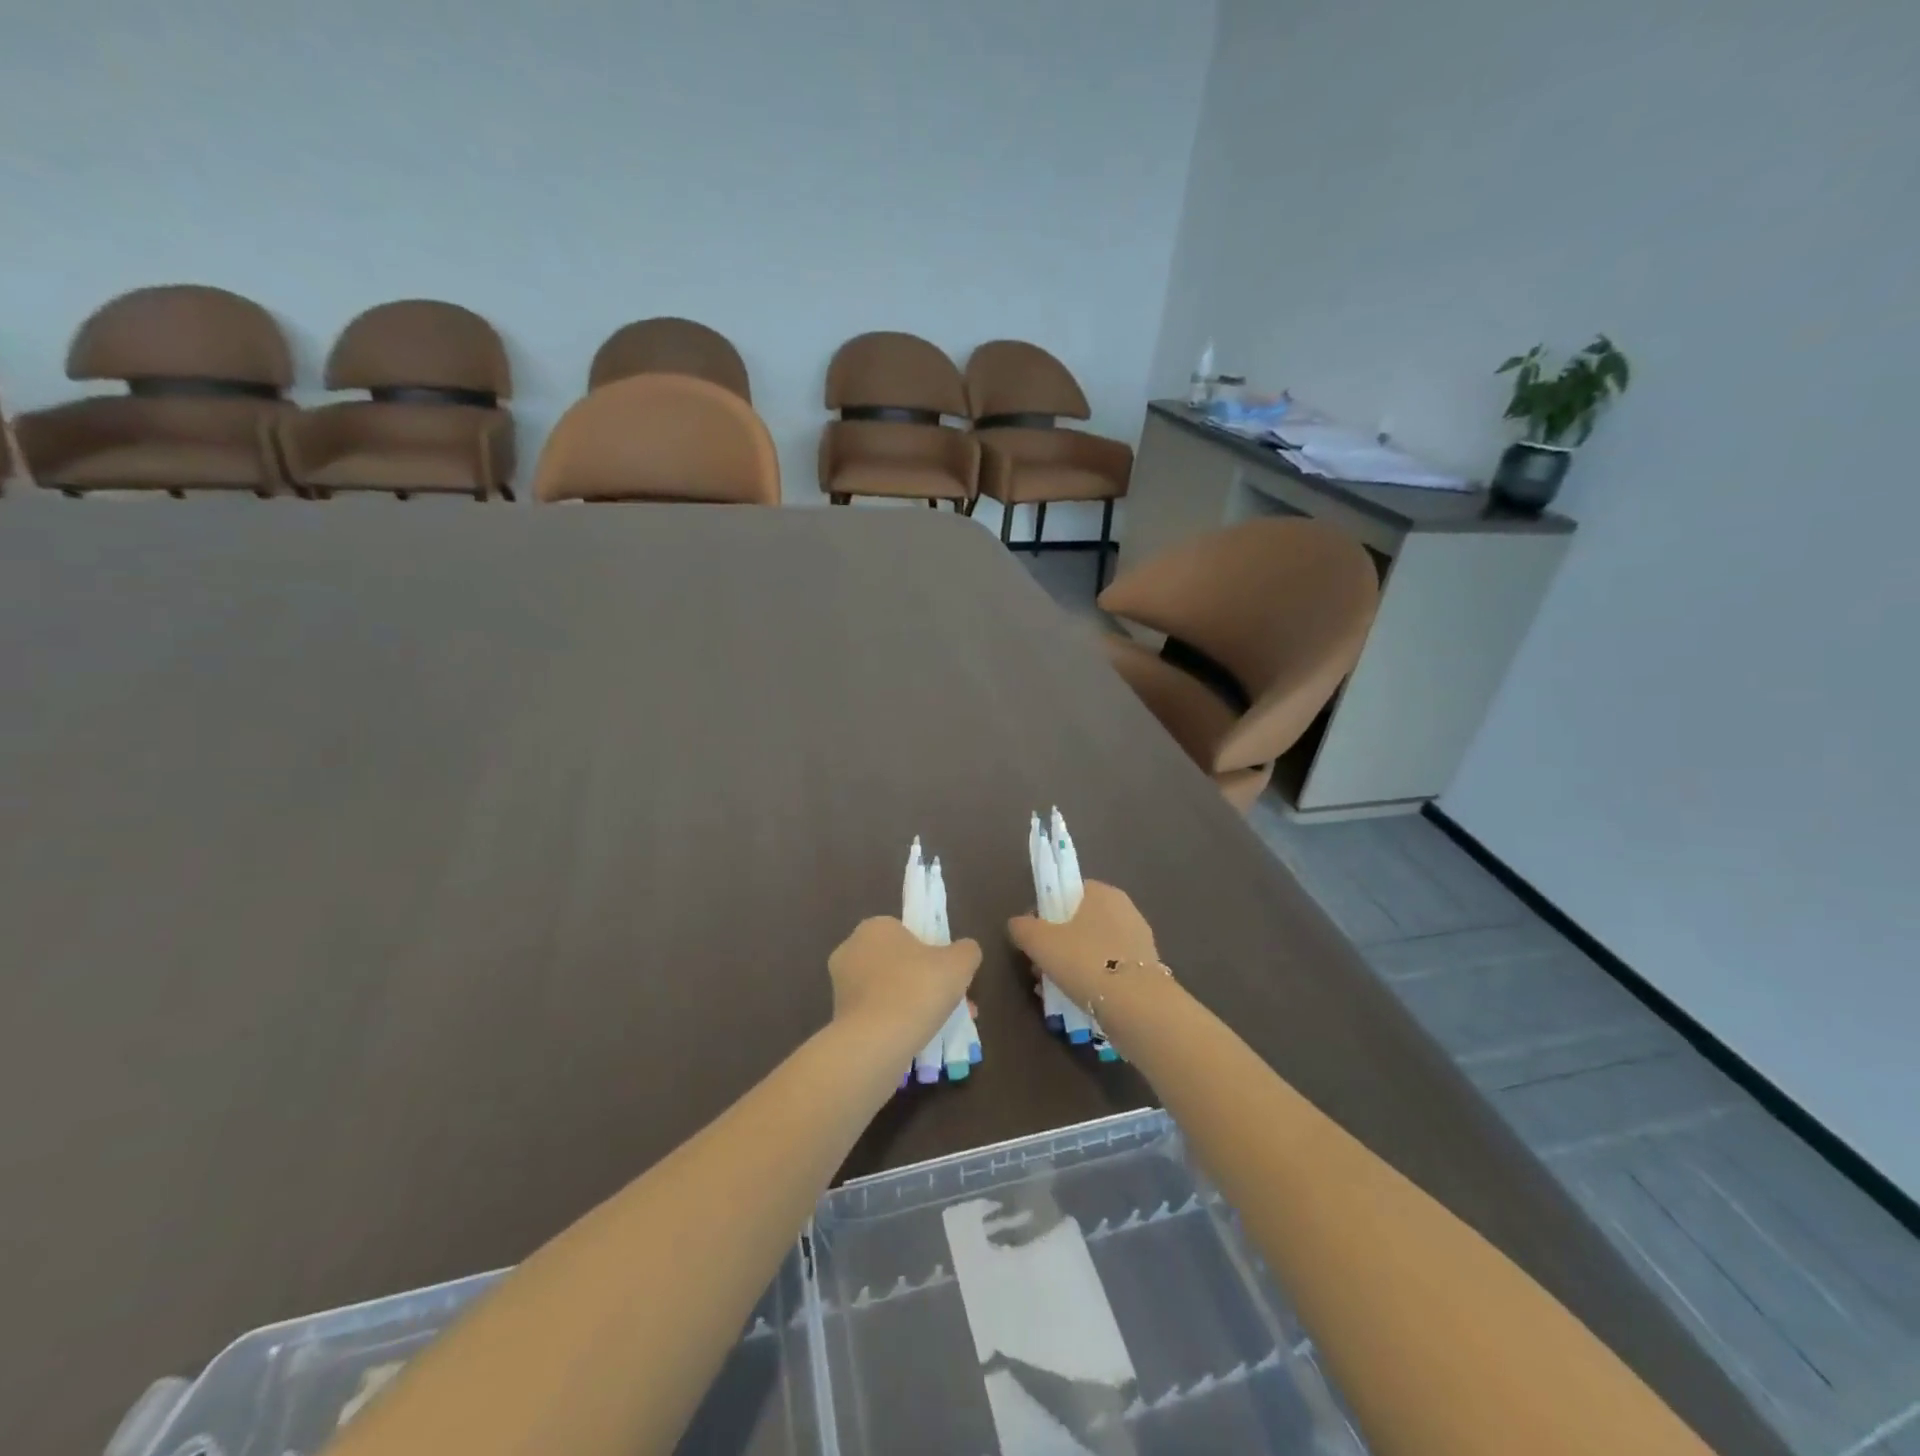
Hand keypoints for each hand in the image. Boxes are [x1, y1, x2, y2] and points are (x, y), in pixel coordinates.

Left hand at [828, 917, 980, 1059]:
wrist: (876, 1042)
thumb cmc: (917, 989)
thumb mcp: (959, 962)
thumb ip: (967, 950)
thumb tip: (964, 952)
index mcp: (875, 927)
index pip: (907, 933)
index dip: (931, 952)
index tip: (948, 975)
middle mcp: (852, 950)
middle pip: (898, 963)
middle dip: (925, 982)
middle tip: (950, 1003)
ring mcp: (841, 985)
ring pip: (888, 991)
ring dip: (913, 1004)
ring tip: (941, 1027)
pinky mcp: (839, 1017)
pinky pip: (877, 1014)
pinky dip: (896, 1023)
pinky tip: (917, 1041)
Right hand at [1007, 881, 1159, 1010]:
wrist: (1136, 1007)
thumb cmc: (1085, 961)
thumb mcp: (1040, 941)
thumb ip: (1023, 927)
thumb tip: (1018, 924)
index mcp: (1102, 893)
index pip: (1069, 891)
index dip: (1047, 911)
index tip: (1034, 935)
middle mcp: (1125, 910)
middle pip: (1080, 921)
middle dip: (1058, 942)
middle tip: (1040, 965)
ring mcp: (1139, 940)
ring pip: (1094, 947)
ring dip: (1073, 963)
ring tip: (1054, 988)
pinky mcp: (1146, 970)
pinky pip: (1109, 968)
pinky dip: (1093, 979)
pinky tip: (1078, 998)